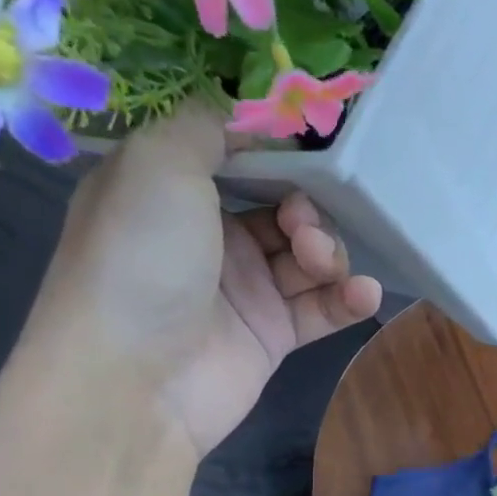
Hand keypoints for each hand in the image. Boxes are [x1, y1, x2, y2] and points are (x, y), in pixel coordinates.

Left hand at [22, 104, 382, 456]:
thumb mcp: (158, 164)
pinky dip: (347, 298)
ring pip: (307, 258)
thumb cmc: (140, 259)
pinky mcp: (272, 337)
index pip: (237, 160)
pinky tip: (363, 294)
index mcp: (170, 192)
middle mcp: (207, 239)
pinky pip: (321, 308)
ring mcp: (243, 291)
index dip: (276, 155)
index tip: (310, 152)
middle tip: (302, 226)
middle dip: (307, 209)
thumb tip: (242, 115)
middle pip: (282, 208)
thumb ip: (205, 128)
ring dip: (328, 252)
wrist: (133, 380)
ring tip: (321, 263)